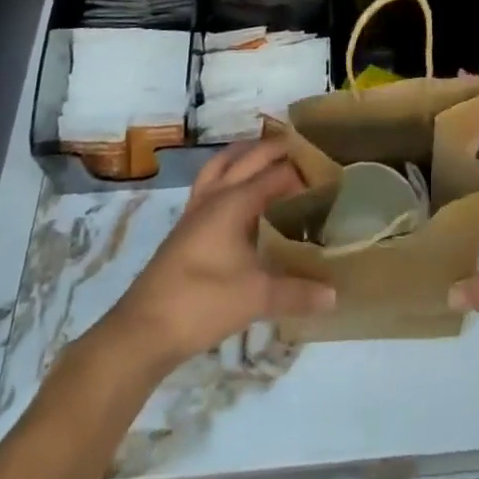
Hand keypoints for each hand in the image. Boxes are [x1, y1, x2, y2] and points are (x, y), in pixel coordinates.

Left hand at [99, 139, 334, 367]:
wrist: (143, 330)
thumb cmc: (202, 303)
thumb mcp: (256, 297)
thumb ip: (297, 292)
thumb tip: (334, 294)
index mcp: (235, 201)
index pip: (277, 173)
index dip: (303, 171)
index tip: (328, 175)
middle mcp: (216, 195)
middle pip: (249, 156)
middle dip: (276, 149)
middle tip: (305, 152)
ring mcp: (196, 209)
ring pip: (223, 163)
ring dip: (246, 154)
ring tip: (269, 157)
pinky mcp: (184, 226)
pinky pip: (210, 182)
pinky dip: (228, 174)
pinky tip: (238, 195)